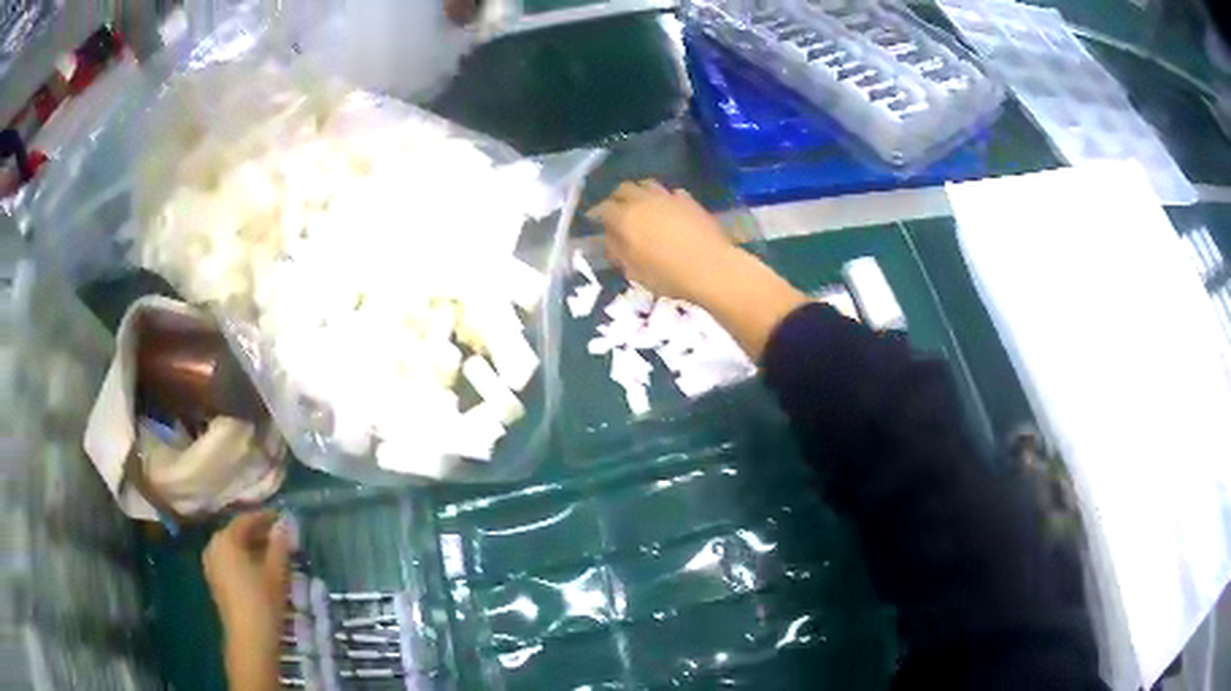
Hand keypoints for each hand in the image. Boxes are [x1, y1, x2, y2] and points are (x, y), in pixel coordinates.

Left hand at [203, 512, 289, 690]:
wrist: (249, 639)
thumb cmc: (263, 602)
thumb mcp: (276, 571)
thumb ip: (279, 545)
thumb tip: (284, 523)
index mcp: (226, 539)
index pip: (246, 519)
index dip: (265, 517)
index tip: (282, 518)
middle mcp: (214, 545)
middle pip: (237, 532)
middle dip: (258, 533)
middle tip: (280, 538)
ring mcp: (211, 563)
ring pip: (233, 548)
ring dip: (251, 548)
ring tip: (272, 555)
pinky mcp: (214, 580)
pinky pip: (229, 560)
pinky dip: (243, 560)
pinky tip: (259, 570)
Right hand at [589, 179, 806, 360]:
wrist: (712, 269)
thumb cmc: (668, 276)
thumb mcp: (634, 271)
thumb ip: (618, 252)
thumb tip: (611, 241)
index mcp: (625, 218)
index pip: (602, 209)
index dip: (596, 215)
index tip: (594, 222)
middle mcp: (644, 201)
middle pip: (624, 189)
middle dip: (617, 198)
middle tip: (616, 211)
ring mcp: (669, 197)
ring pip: (647, 185)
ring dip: (640, 193)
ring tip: (641, 205)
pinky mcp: (690, 201)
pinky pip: (672, 193)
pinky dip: (665, 199)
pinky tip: (669, 210)